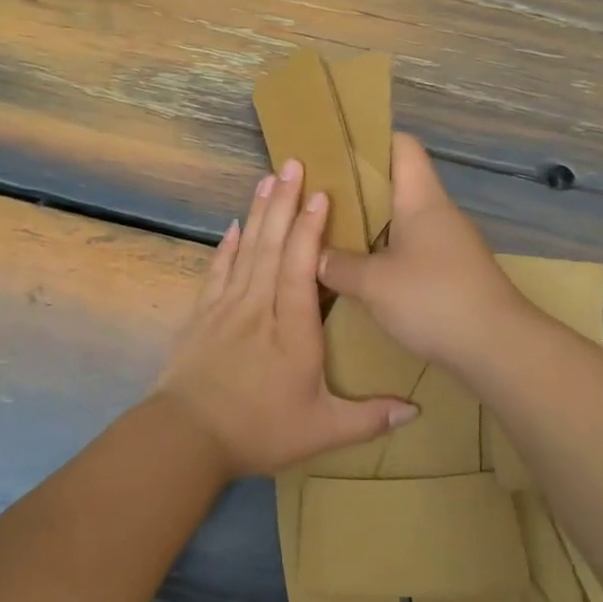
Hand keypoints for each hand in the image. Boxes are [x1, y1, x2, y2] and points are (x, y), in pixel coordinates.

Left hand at [154, 159, 417, 478]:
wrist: (186, 438)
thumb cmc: (258, 431)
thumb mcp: (321, 431)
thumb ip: (369, 418)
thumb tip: (417, 411)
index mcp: (292, 330)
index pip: (302, 269)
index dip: (311, 230)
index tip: (320, 194)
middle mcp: (259, 308)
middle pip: (272, 246)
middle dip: (284, 203)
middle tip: (292, 163)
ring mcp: (226, 308)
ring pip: (245, 251)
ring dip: (258, 213)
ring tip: (267, 179)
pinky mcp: (202, 317)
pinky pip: (217, 271)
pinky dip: (226, 247)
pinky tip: (233, 226)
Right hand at [317, 134, 526, 370]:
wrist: (497, 347)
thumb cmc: (435, 299)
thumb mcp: (374, 283)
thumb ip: (338, 265)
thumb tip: (314, 256)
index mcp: (421, 198)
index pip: (401, 145)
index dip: (369, 139)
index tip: (332, 149)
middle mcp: (436, 213)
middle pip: (395, 183)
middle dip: (355, 188)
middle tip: (315, 196)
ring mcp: (446, 244)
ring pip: (399, 220)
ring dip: (366, 225)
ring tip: (326, 234)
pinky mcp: (448, 273)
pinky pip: (408, 250)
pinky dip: (381, 254)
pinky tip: (357, 272)